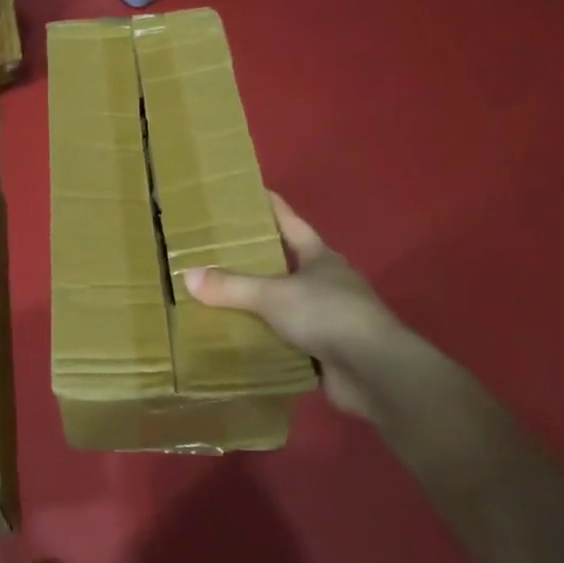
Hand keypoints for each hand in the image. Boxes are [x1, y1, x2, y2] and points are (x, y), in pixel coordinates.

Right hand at [183, 192, 423, 420]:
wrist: (376, 371)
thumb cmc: (328, 315)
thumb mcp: (274, 296)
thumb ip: (232, 286)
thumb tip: (187, 275)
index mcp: (320, 258)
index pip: (291, 223)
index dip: (272, 206)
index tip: (250, 192)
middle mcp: (326, 282)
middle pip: (287, 262)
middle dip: (258, 257)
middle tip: (219, 249)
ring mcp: (329, 317)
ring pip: (286, 302)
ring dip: (259, 302)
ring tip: (220, 296)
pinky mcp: (325, 350)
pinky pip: (286, 339)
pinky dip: (265, 338)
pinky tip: (239, 338)